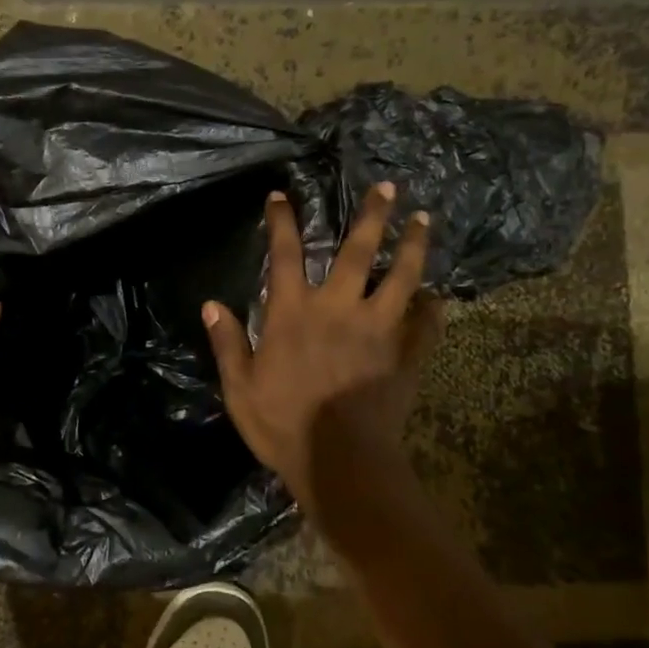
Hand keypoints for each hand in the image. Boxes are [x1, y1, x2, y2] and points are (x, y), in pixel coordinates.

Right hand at [203, 184, 441, 514]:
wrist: (340, 461)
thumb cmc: (282, 425)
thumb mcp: (239, 387)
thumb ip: (228, 343)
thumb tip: (210, 305)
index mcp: (293, 314)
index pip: (284, 255)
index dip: (282, 222)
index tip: (282, 196)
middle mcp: (338, 309)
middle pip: (357, 251)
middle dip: (371, 215)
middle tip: (386, 186)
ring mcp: (378, 329)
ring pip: (401, 276)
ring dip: (412, 246)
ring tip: (422, 220)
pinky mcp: (405, 354)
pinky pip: (426, 324)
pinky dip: (433, 308)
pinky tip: (438, 297)